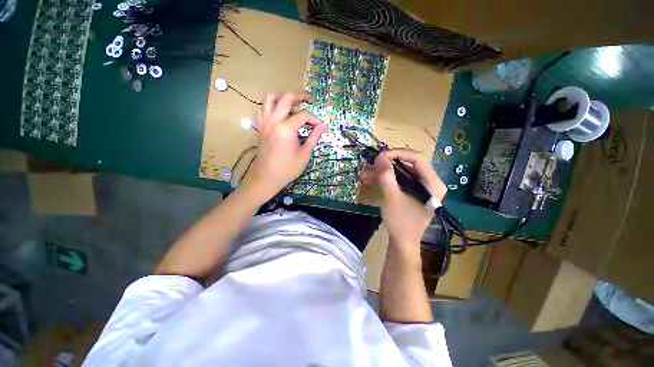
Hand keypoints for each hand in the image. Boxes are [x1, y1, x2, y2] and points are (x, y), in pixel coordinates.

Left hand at [239, 92, 327, 202]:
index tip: (320, 126)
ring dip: (284, 97)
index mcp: (286, 129)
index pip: (304, 115)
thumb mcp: (304, 154)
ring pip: (271, 98)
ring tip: (294, 104)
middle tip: (310, 100)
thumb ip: (314, 137)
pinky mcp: (260, 126)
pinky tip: (281, 114)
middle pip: (286, 97)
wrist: (266, 177)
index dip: (315, 119)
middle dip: (301, 96)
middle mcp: (273, 121)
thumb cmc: (287, 169)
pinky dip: (272, 106)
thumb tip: (324, 125)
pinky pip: (264, 108)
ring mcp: (264, 122)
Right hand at [373, 149, 446, 246]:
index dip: (398, 153)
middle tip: (373, 164)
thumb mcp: (391, 198)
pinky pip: (400, 180)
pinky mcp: (414, 192)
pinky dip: (386, 180)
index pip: (417, 158)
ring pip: (402, 172)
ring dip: (384, 172)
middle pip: (409, 164)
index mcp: (433, 183)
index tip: (380, 156)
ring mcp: (422, 187)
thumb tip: (380, 156)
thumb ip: (386, 176)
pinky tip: (371, 181)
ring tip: (367, 174)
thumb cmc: (401, 222)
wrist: (403, 243)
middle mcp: (430, 182)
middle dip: (388, 164)